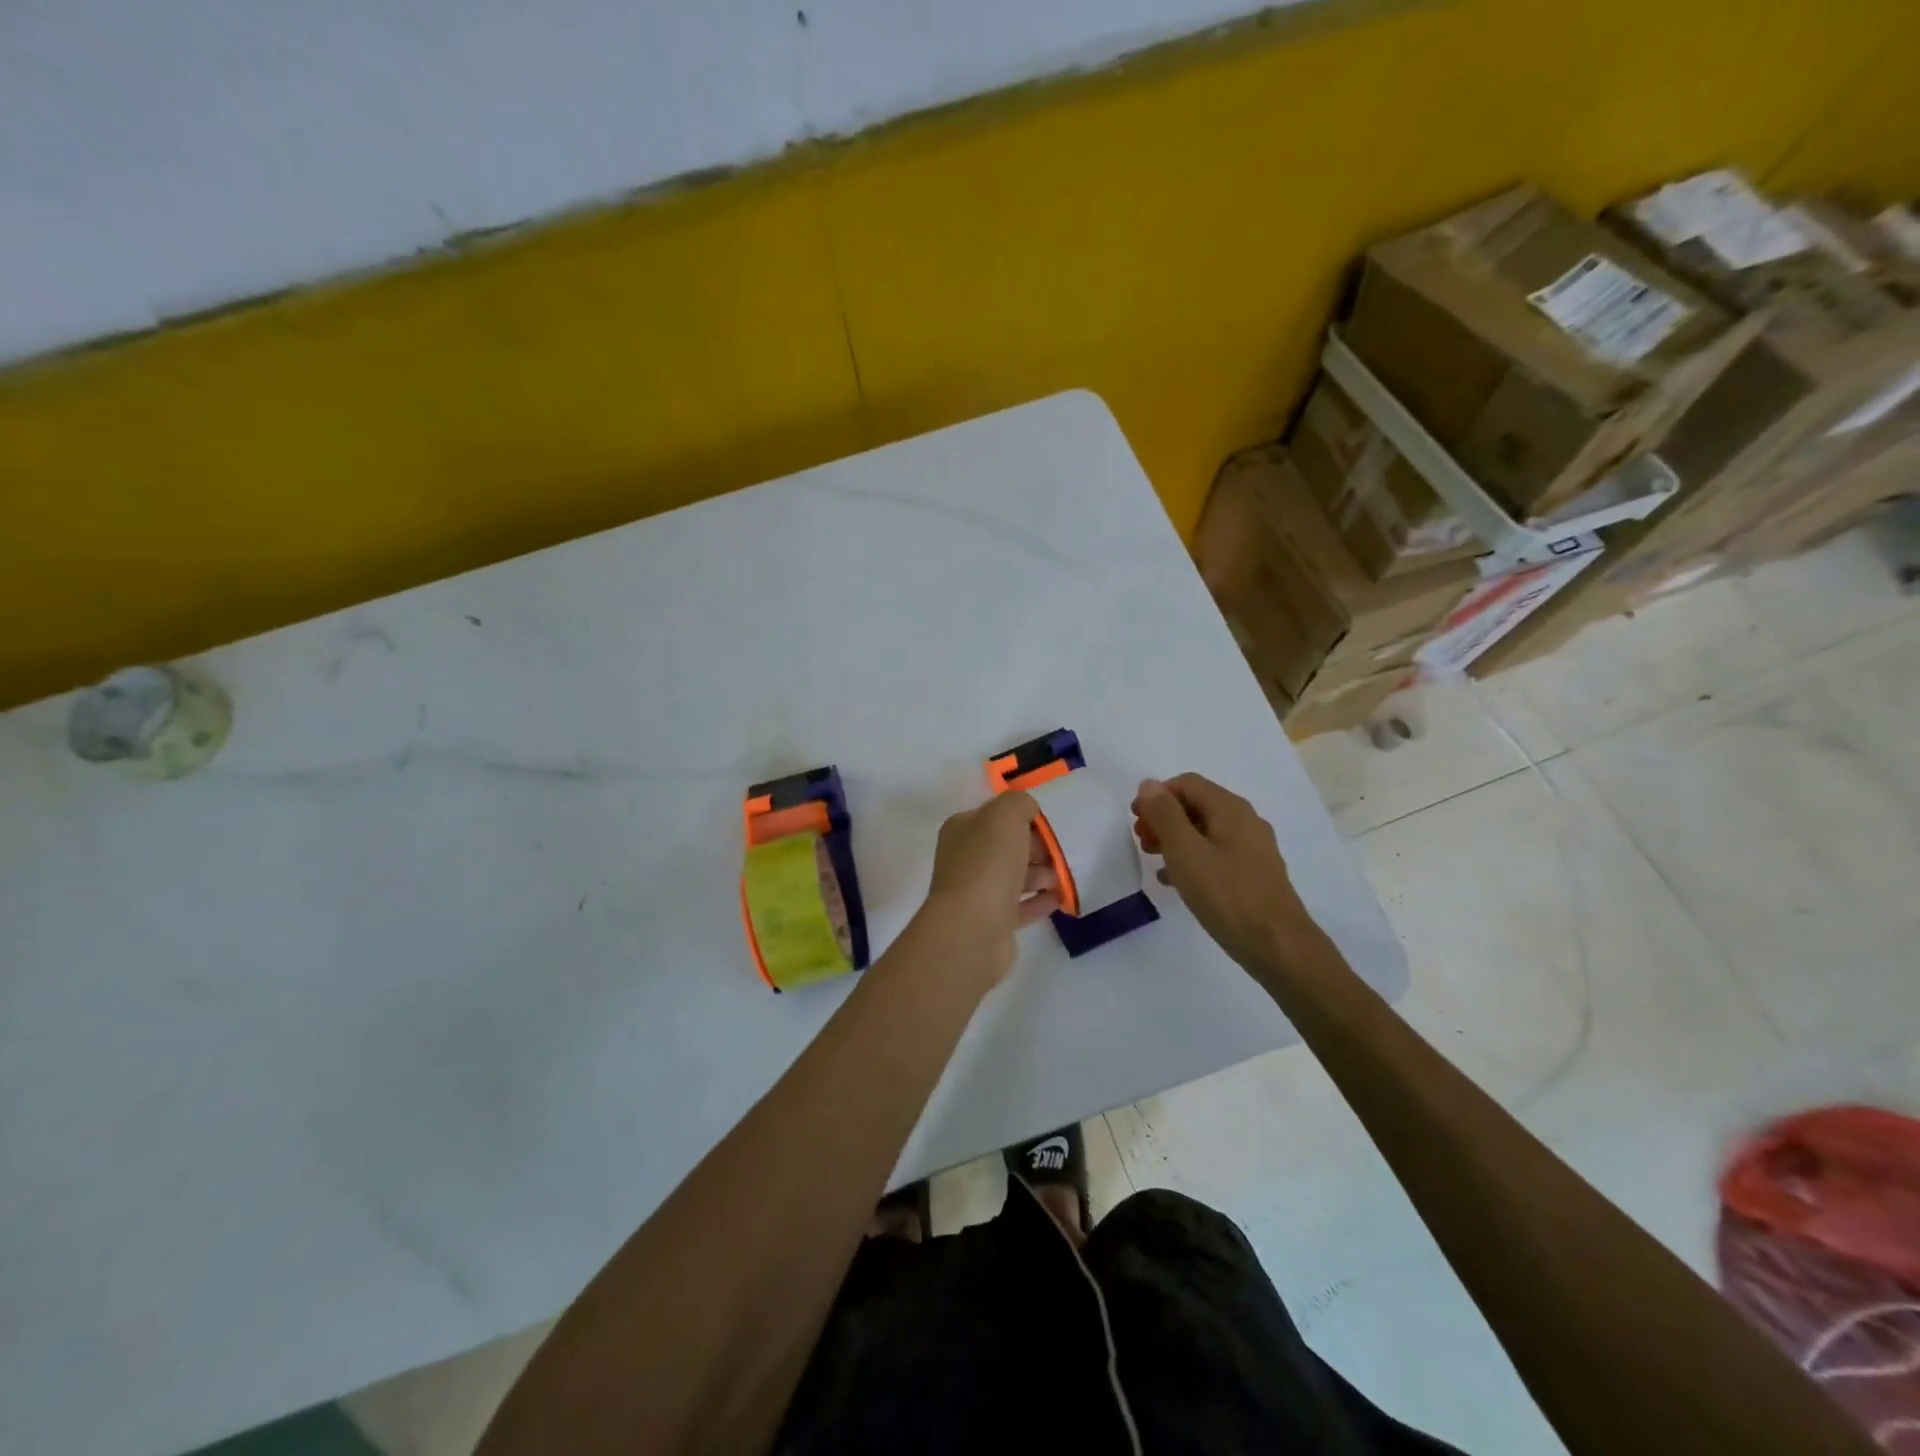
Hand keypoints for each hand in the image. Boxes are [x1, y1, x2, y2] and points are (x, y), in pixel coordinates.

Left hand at [916, 791, 1061, 984]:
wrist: (972, 929)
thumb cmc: (988, 865)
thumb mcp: (1005, 816)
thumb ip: (1019, 803)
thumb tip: (1028, 811)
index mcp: (962, 830)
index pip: (995, 816)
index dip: (1023, 819)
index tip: (1049, 828)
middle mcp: (965, 859)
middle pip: (1006, 847)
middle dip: (1035, 848)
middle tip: (1060, 854)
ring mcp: (976, 893)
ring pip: (1014, 877)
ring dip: (1040, 874)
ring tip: (1063, 877)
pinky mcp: (992, 923)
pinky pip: (1020, 907)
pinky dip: (1040, 901)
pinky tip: (1059, 899)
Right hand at [1131, 773, 1314, 973]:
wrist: (1278, 945)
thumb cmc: (1227, 895)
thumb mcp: (1186, 852)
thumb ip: (1165, 815)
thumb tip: (1149, 785)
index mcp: (1230, 809)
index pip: (1187, 783)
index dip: (1156, 796)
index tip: (1135, 821)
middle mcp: (1245, 821)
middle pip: (1196, 805)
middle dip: (1164, 818)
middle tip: (1142, 842)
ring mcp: (1252, 848)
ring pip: (1205, 831)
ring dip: (1175, 839)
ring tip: (1154, 861)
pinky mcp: (1253, 874)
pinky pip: (1215, 854)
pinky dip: (1192, 859)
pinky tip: (1175, 882)